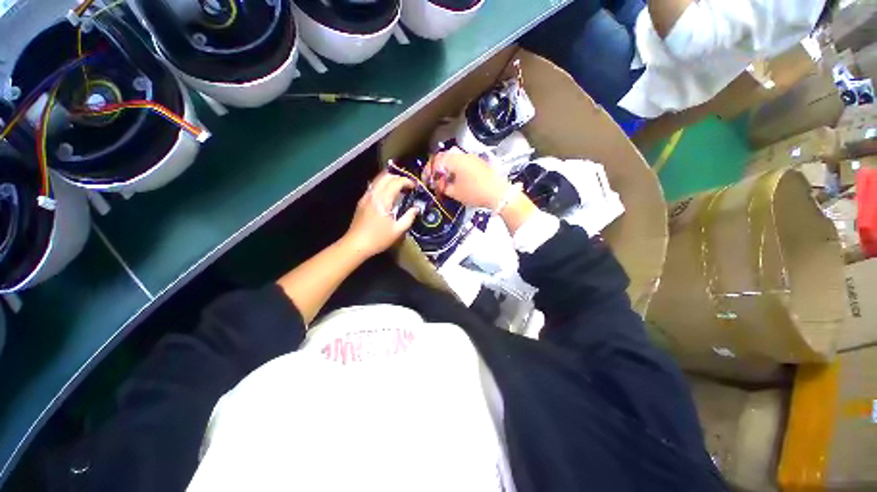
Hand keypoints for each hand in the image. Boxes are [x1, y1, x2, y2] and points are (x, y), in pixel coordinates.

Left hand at [342, 171, 418, 258]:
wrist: (356, 245)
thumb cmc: (378, 239)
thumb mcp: (397, 230)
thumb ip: (409, 217)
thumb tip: (416, 209)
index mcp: (383, 200)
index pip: (396, 182)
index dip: (406, 181)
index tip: (414, 186)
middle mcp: (373, 195)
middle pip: (385, 176)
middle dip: (398, 178)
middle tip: (407, 185)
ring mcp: (366, 197)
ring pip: (378, 180)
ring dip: (390, 180)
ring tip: (399, 188)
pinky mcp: (362, 201)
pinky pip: (373, 187)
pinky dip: (383, 185)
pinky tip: (388, 195)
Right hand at [424, 149, 510, 208]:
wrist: (499, 193)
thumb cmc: (474, 193)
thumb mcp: (455, 192)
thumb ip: (443, 186)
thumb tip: (437, 184)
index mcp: (455, 160)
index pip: (436, 160)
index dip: (429, 170)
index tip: (426, 180)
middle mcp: (463, 155)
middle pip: (445, 158)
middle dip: (437, 169)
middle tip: (434, 180)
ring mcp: (472, 157)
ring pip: (454, 160)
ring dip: (447, 169)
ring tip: (445, 181)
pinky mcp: (479, 163)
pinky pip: (463, 163)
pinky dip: (456, 169)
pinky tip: (456, 179)